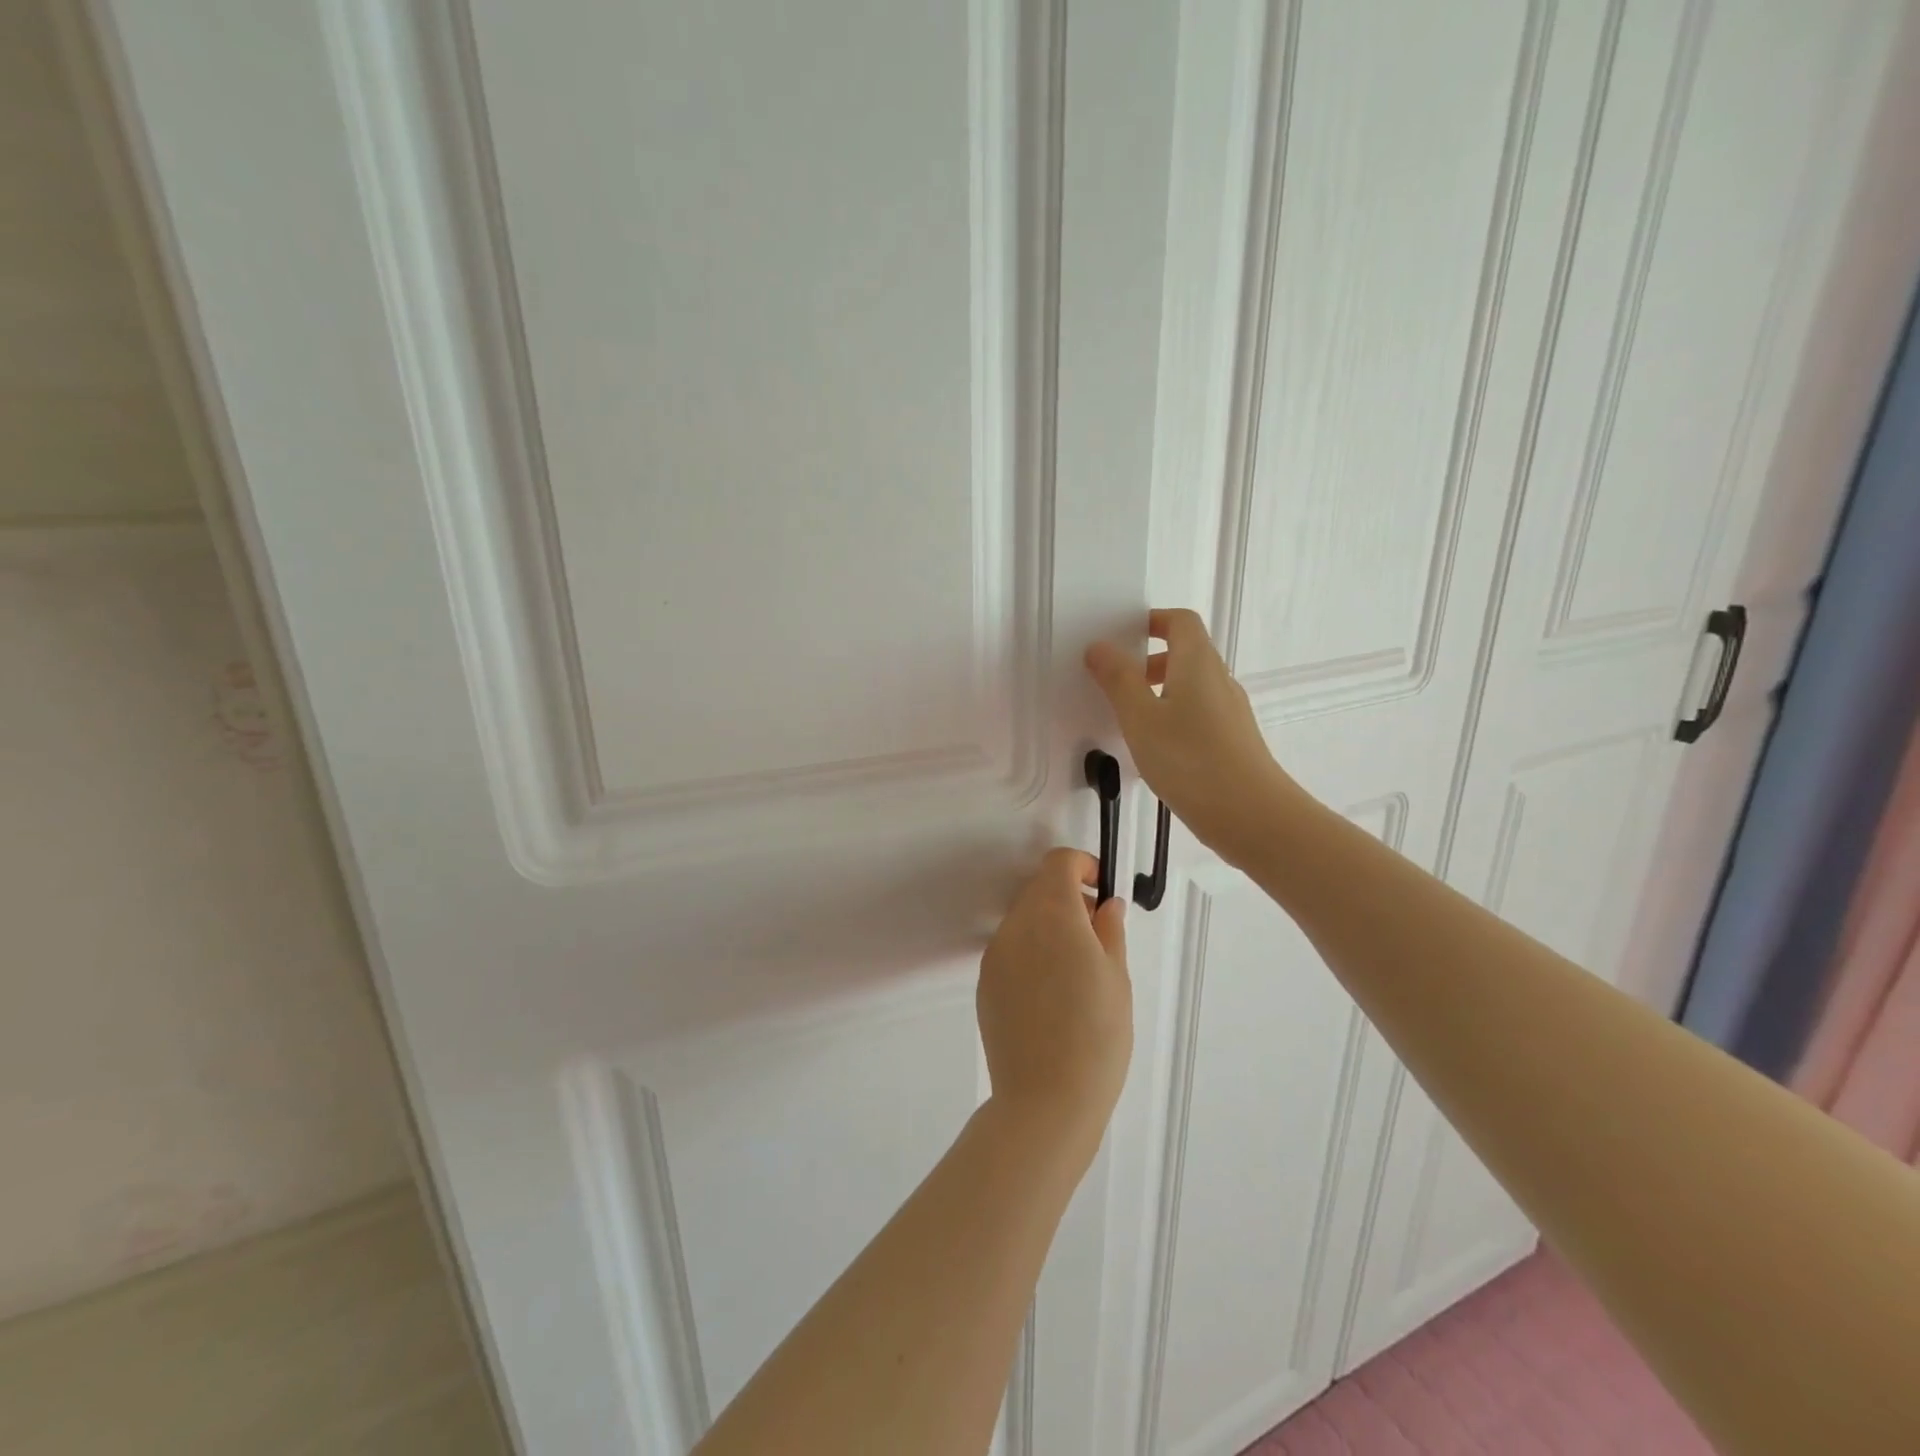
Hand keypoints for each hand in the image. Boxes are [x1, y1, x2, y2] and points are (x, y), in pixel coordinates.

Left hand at [977, 849, 1131, 1154]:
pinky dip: (1031, 952)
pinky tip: (1051, 995)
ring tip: (1075, 971)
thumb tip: (1105, 904)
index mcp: (1052, 914)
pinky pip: (1011, 950)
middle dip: (1067, 898)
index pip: (1058, 863)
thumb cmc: (1097, 1035)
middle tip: (1096, 934)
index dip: (1082, 867)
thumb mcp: (1117, 977)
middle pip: (1038, 889)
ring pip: (1023, 920)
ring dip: (1048, 926)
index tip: (1101, 891)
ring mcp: (995, 954)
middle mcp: (1016, 925)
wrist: (1046, 1099)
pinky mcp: (985, 983)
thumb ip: (1109, 930)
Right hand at [1085, 608, 1307, 866]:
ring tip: (1127, 719)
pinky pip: (1197, 715)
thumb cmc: (1191, 760)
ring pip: (1191, 687)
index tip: (1121, 637)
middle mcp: (1219, 681)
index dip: (1153, 620)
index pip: (1181, 621)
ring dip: (1158, 692)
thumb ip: (1118, 680)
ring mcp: (1230, 712)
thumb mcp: (1140, 718)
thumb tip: (1100, 647)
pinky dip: (1172, 717)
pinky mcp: (1232, 742)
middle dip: (1148, 661)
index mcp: (1198, 664)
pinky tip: (1153, 749)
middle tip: (1115, 681)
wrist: (1252, 816)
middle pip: (1186, 653)